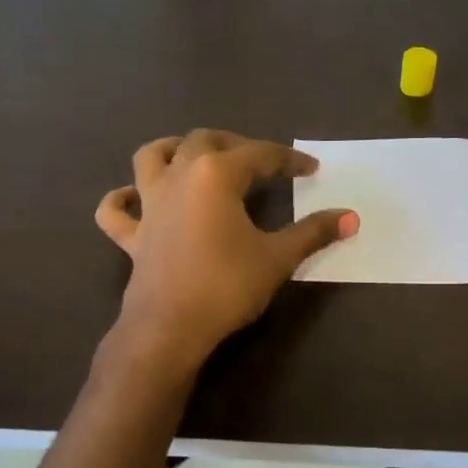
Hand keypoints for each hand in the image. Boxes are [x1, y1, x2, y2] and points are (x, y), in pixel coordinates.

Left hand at [96, 130, 357, 369]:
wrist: (171, 327)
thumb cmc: (227, 286)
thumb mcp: (277, 258)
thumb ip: (313, 232)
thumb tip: (352, 217)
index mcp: (216, 174)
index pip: (260, 155)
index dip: (289, 160)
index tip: (312, 169)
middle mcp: (178, 176)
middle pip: (205, 140)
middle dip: (235, 144)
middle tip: (259, 162)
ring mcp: (149, 204)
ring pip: (151, 157)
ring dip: (172, 148)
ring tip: (192, 155)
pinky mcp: (132, 234)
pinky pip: (115, 209)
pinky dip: (122, 199)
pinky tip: (132, 198)